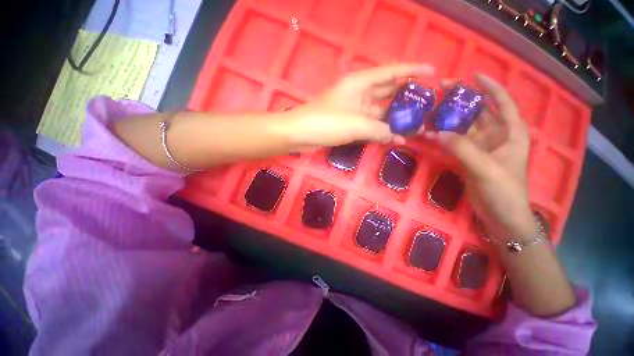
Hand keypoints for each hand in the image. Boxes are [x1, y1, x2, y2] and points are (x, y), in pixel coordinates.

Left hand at [286, 64, 433, 147]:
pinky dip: (380, 131)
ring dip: (394, 119)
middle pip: (387, 92)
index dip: (412, 71)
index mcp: (360, 83)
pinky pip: (369, 125)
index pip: (391, 72)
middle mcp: (358, 94)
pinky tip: (393, 139)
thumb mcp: (357, 124)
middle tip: (426, 105)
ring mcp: (353, 110)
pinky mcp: (349, 124)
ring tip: (415, 126)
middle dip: (406, 98)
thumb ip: (379, 129)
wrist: (300, 134)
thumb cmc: (327, 122)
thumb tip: (394, 136)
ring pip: (379, 112)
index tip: (432, 73)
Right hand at [424, 74, 537, 240]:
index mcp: (511, 133)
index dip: (490, 87)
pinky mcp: (468, 157)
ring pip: (463, 127)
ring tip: (430, 111)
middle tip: (441, 92)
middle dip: (462, 101)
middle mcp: (496, 136)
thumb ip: (462, 149)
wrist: (501, 215)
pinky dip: (442, 137)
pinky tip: (429, 134)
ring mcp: (481, 147)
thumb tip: (436, 133)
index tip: (473, 75)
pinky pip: (454, 142)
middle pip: (478, 112)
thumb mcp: (485, 168)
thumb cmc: (503, 191)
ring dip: (448, 120)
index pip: (502, 102)